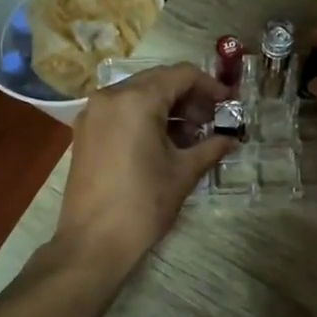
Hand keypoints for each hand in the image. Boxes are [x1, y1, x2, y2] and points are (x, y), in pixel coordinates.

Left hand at [57, 63, 235, 271]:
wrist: (93, 242)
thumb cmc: (143, 204)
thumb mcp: (184, 172)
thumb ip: (211, 147)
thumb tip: (231, 138)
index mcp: (136, 100)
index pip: (181, 74)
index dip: (210, 85)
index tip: (229, 103)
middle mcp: (110, 96)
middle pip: (158, 80)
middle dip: (189, 96)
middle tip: (212, 120)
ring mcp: (93, 113)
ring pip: (138, 94)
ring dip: (167, 107)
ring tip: (191, 134)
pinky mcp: (85, 132)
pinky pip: (121, 110)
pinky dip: (145, 117)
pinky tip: (163, 142)